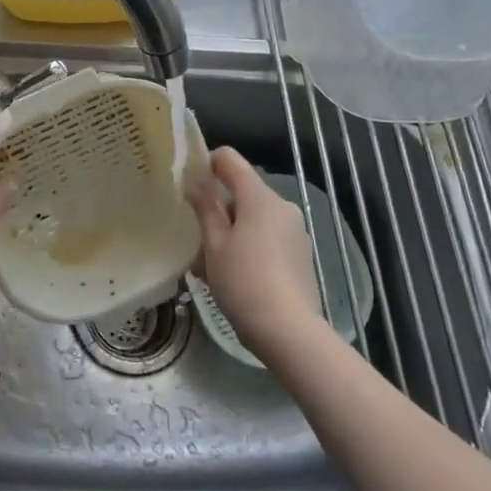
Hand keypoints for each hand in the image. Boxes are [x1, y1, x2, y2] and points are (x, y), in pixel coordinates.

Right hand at [186, 147, 325, 356]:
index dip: (207, 163)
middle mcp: (282, 205)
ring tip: (213, 259)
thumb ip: (205, 209)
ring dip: (234, 227)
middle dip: (220, 205)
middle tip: (196, 233)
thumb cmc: (243, 281)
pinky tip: (237, 272)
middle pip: (244, 190)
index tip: (189, 183)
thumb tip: (195, 183)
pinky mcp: (301, 252)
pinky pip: (269, 235)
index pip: (230, 160)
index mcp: (259, 197)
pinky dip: (251, 243)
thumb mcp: (214, 245)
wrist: (288, 330)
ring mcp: (295, 230)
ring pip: (256, 215)